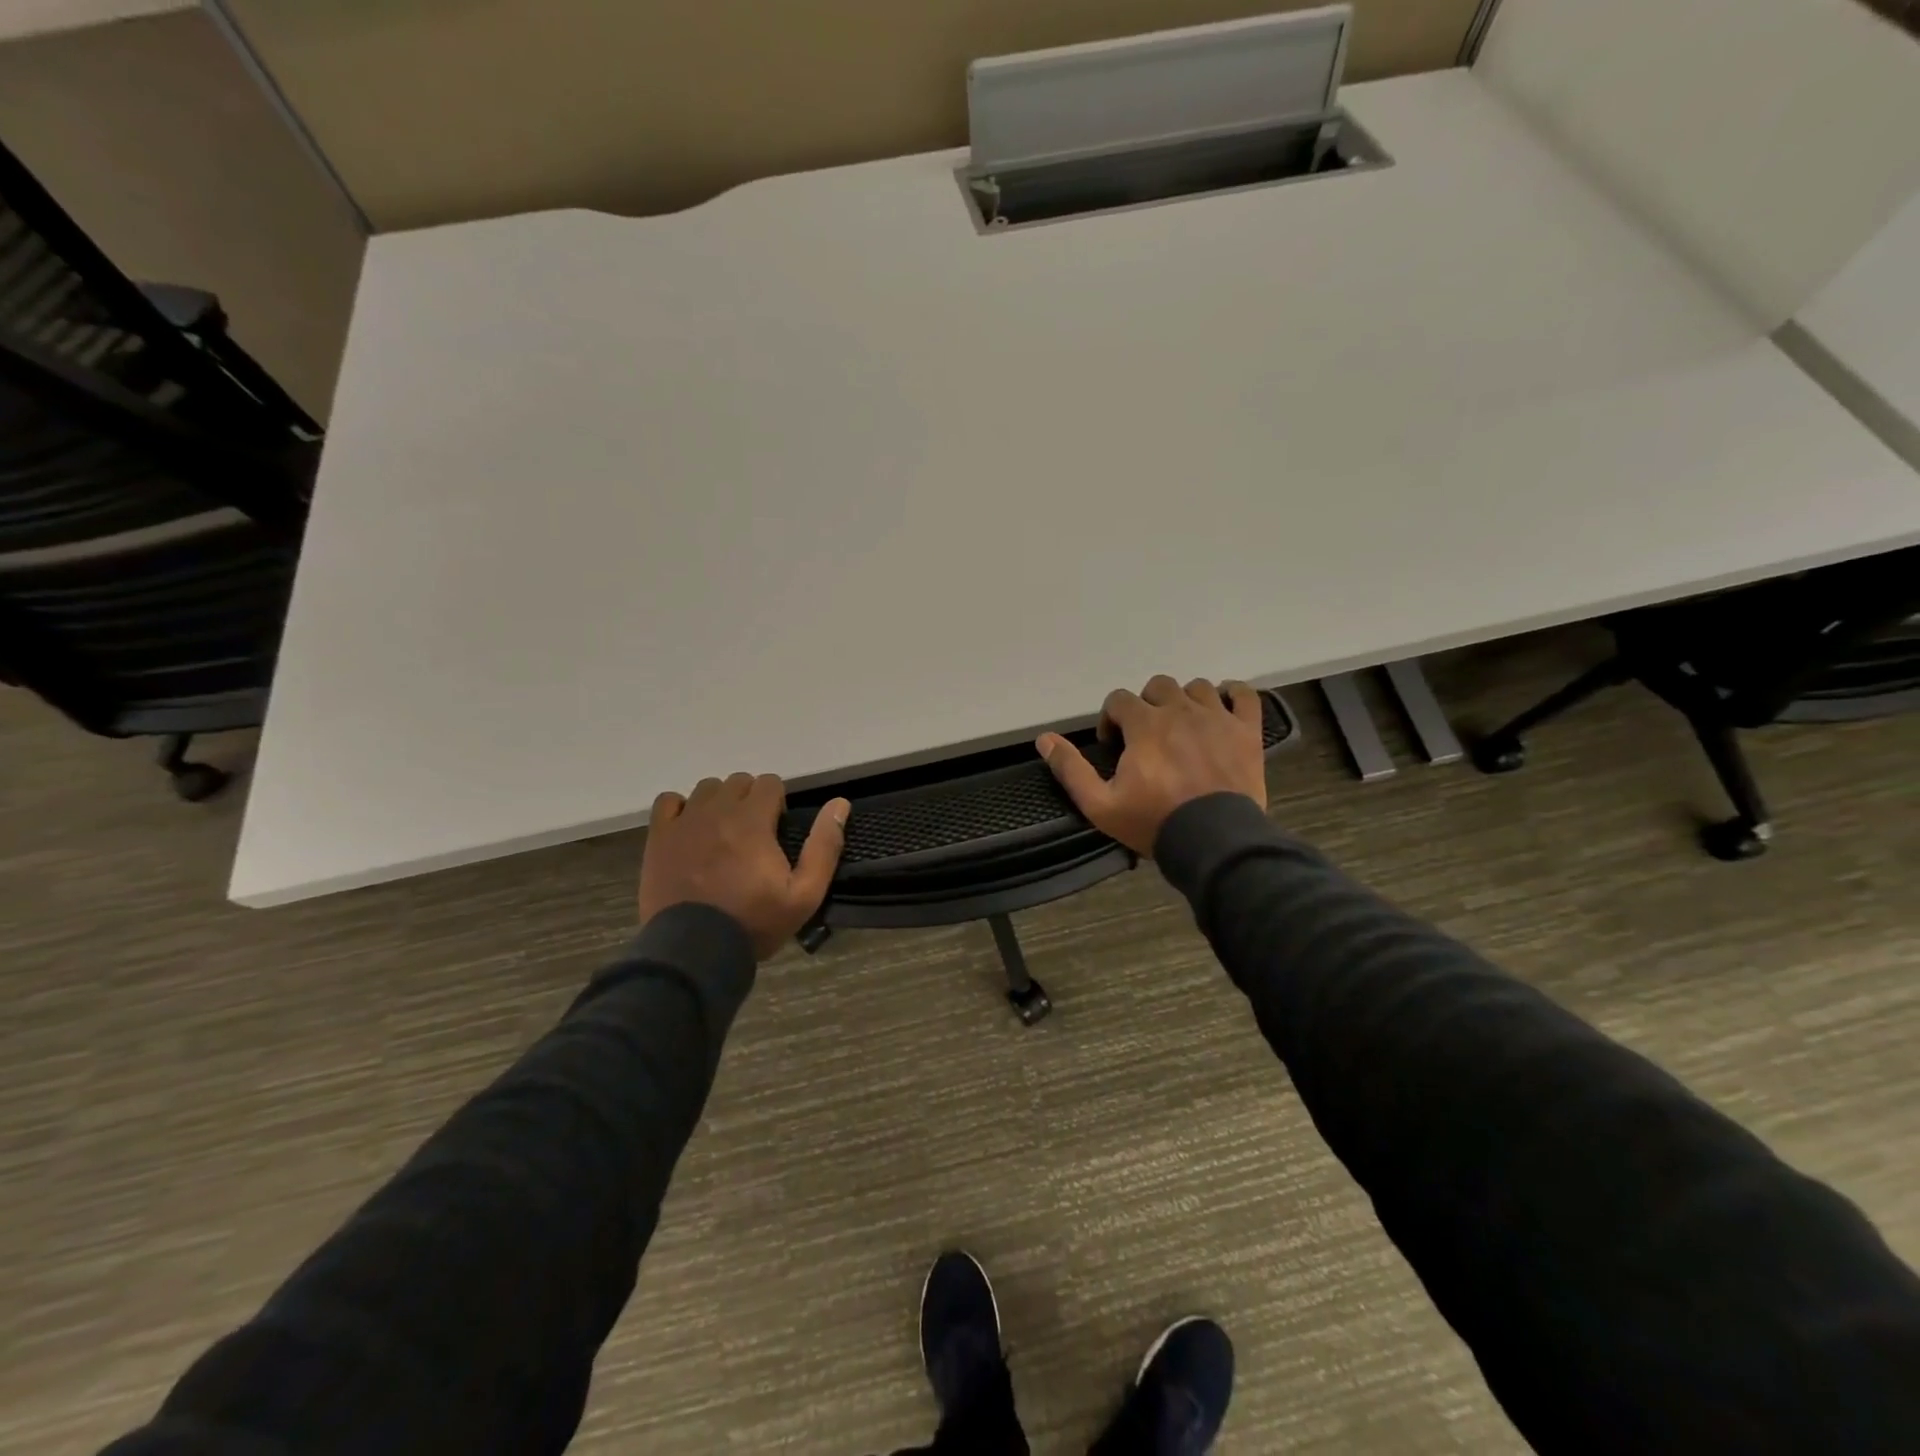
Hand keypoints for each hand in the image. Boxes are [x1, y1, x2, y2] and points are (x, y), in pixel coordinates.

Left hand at [638, 773, 850, 958]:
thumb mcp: (805, 894)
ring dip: (719, 802)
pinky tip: (690, 830)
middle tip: (753, 835)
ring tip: (723, 834)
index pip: (770, 782)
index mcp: (753, 821)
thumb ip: (825, 846)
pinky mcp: (659, 838)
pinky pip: (668, 801)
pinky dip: (681, 808)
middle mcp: (717, 811)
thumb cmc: (754, 922)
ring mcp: (684, 822)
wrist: (694, 951)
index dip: (778, 803)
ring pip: (706, 788)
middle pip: (738, 781)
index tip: (777, 832)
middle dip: (751, 800)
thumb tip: (840, 804)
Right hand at [1036, 676, 1266, 856]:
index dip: (1111, 719)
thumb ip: (1071, 769)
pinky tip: (1223, 704)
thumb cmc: (1154, 822)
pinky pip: (1244, 695)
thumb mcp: (1100, 804)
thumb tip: (1044, 739)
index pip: (1119, 699)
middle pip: (1158, 686)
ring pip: (1197, 688)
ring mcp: (1217, 718)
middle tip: (1146, 736)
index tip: (1114, 746)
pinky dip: (1233, 693)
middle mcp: (1180, 710)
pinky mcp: (1247, 732)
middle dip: (1146, 705)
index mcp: (1145, 724)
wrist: (1215, 842)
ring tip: (1181, 727)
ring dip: (1184, 700)